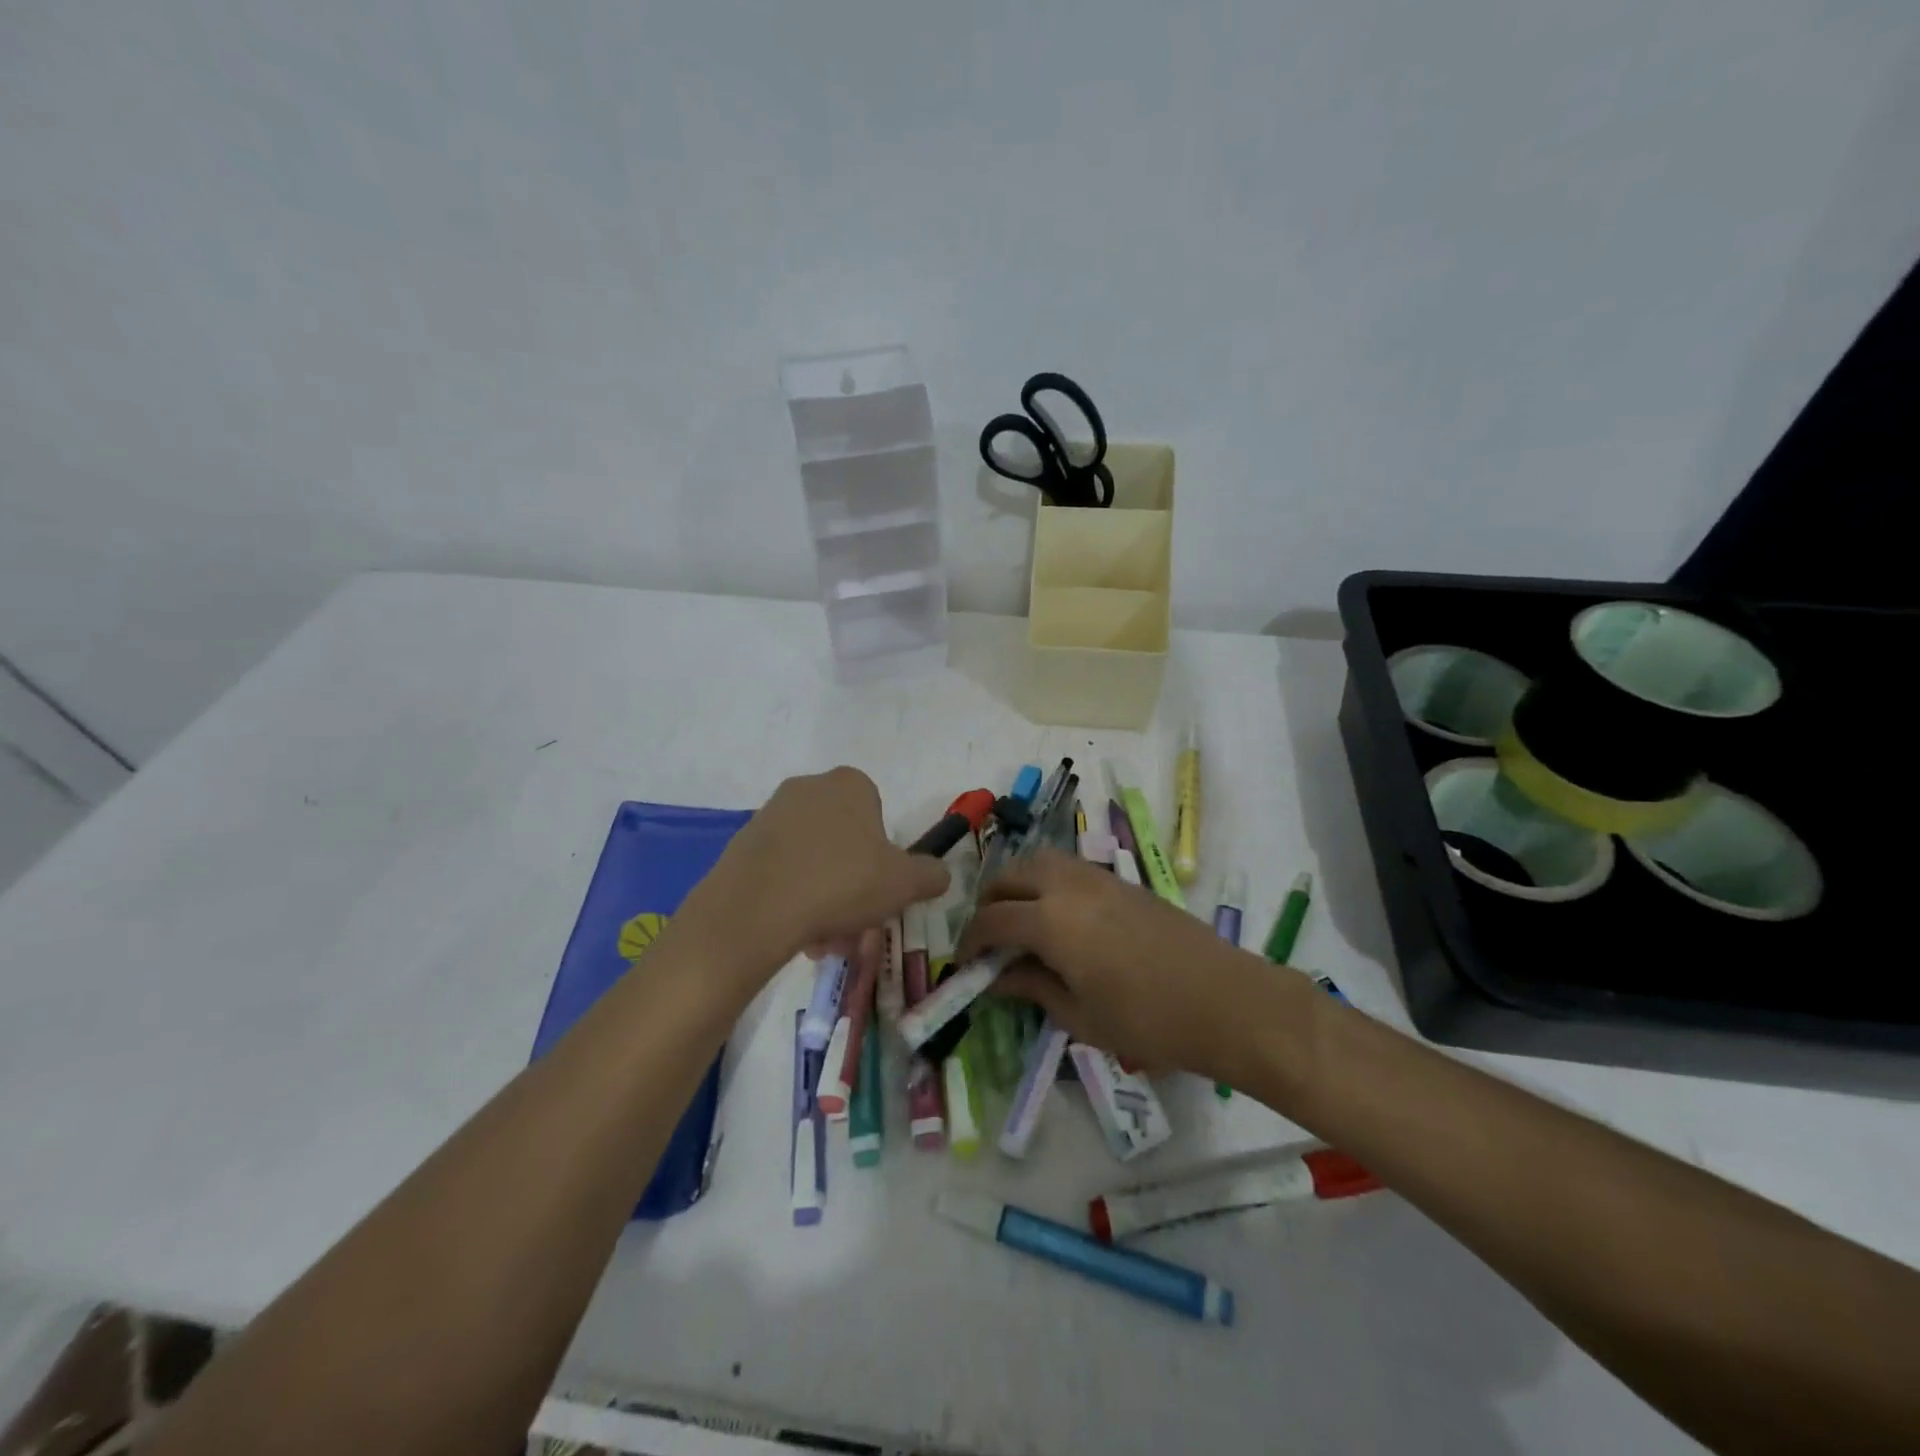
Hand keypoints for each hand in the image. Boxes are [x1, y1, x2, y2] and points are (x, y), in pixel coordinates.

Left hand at [688, 767, 949, 968]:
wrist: (756, 909)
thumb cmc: (842, 882)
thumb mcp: (905, 883)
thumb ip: (931, 874)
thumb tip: (939, 874)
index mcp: (850, 784)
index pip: (877, 814)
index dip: (883, 855)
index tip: (880, 888)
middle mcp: (808, 788)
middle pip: (844, 841)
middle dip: (853, 885)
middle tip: (856, 926)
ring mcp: (770, 814)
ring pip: (813, 861)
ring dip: (825, 899)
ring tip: (824, 941)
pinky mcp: (742, 844)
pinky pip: (781, 871)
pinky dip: (793, 899)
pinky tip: (796, 934)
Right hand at [956, 848, 1292, 1083]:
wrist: (1224, 1000)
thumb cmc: (1147, 1020)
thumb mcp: (1079, 1016)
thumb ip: (1032, 987)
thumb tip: (997, 977)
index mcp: (1050, 920)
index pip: (992, 919)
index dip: (971, 940)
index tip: (966, 962)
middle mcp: (1068, 886)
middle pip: (1010, 876)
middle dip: (990, 902)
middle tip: (990, 937)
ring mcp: (1098, 877)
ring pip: (1041, 861)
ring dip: (1019, 883)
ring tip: (1022, 919)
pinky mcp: (1123, 880)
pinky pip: (1070, 867)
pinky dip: (1049, 881)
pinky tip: (1061, 916)